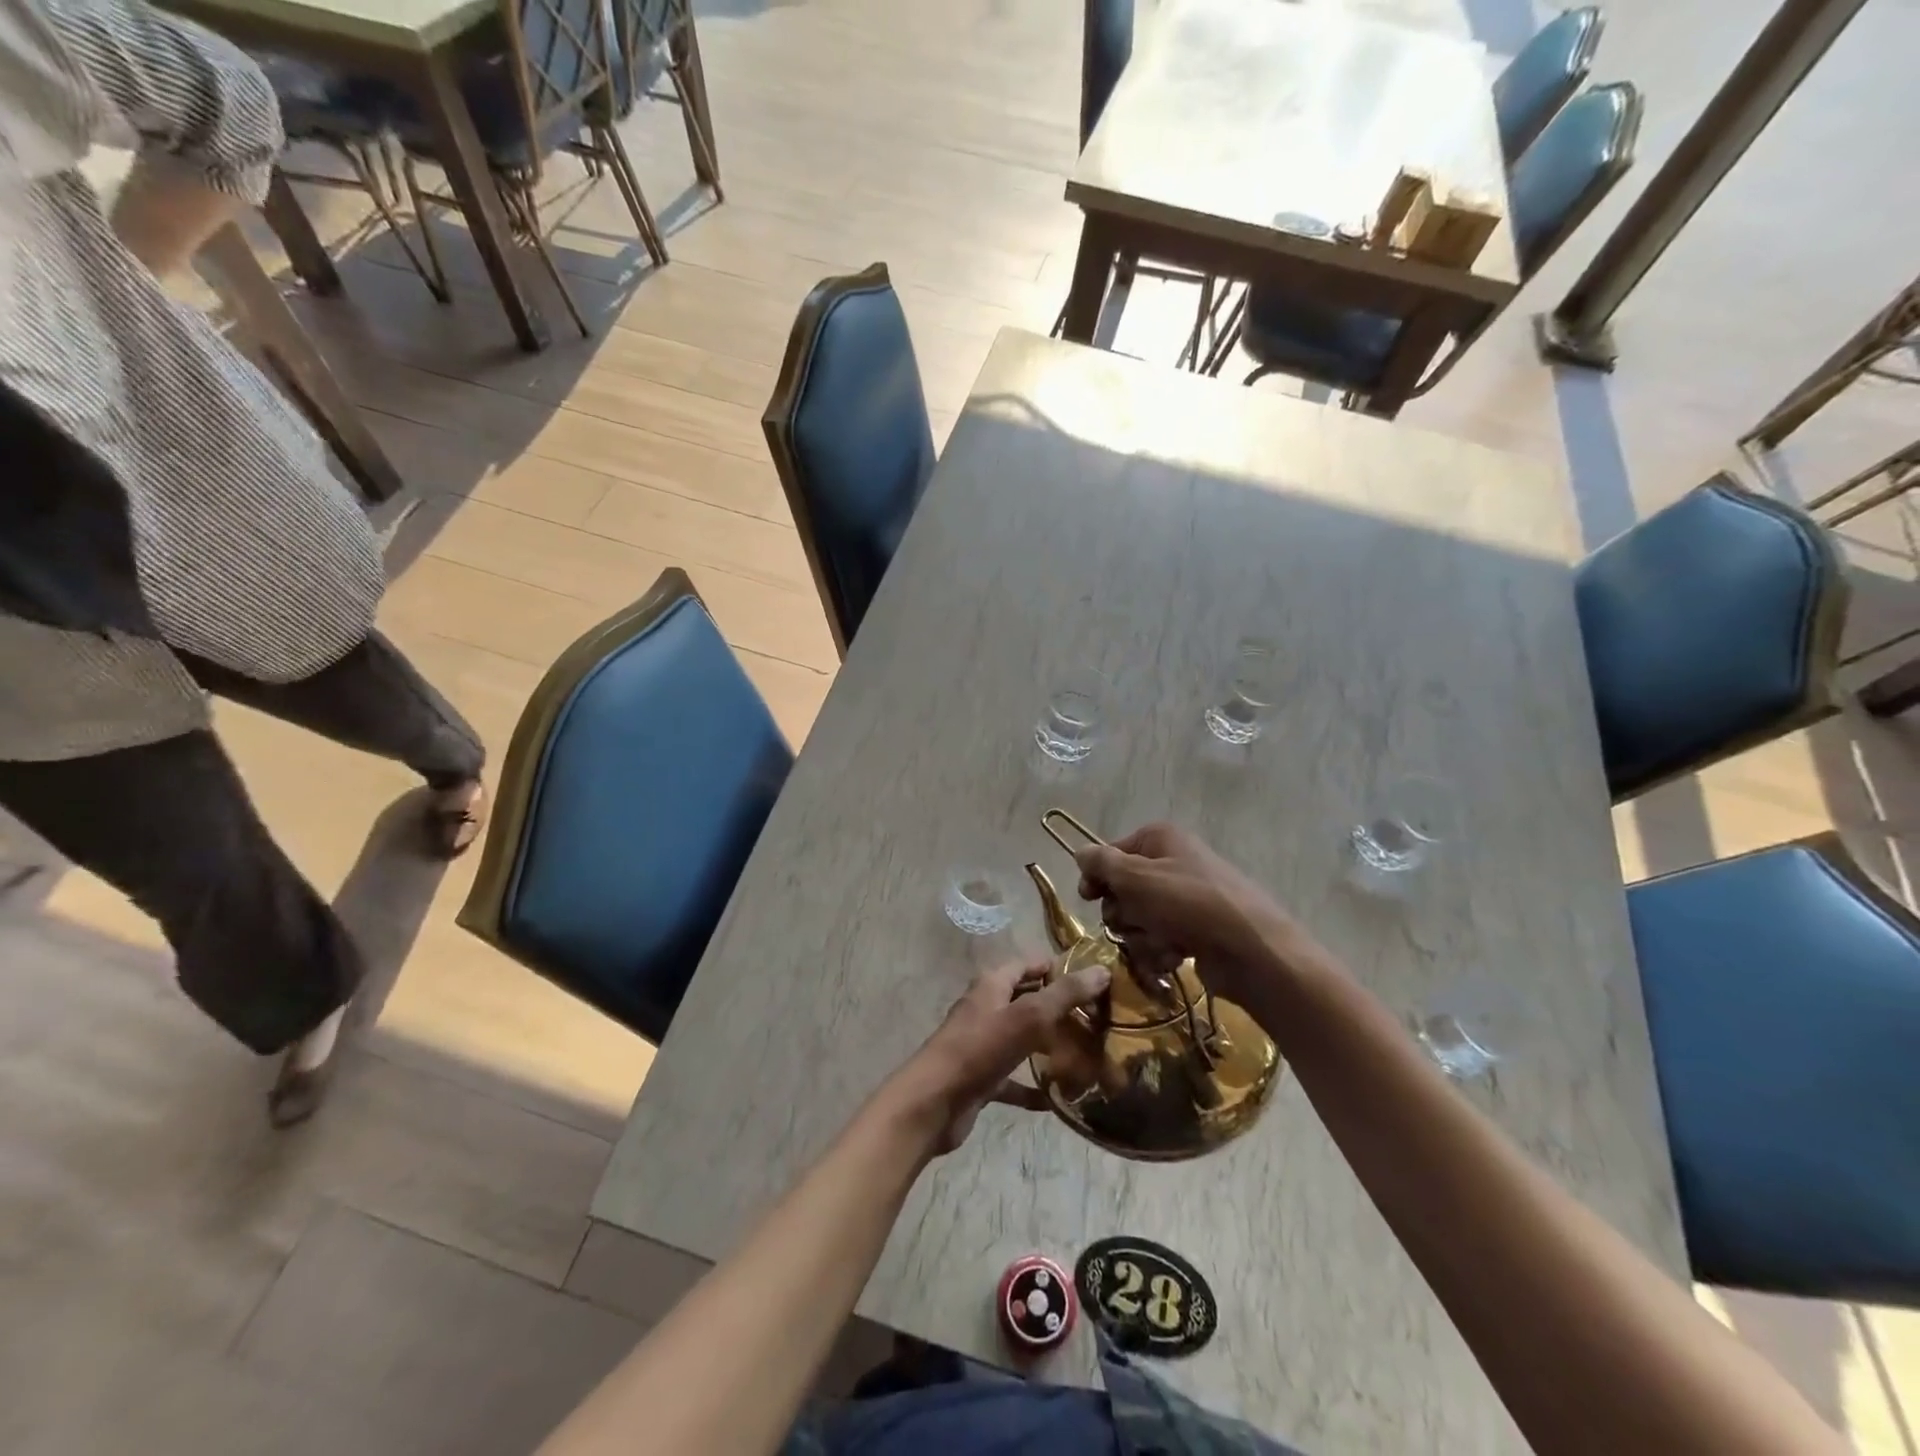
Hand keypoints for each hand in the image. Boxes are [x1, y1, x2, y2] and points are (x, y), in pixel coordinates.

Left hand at [883, 959, 1110, 1155]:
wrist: (934, 1102)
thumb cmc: (980, 1049)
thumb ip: (1064, 994)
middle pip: (1027, 999)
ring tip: (1086, 1053)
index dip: (1058, 967)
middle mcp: (986, 1008)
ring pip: (1022, 1038)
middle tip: (1097, 1018)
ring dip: (1048, 1045)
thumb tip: (1101, 970)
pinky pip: (1013, 1078)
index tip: (1093, 980)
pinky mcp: (981, 1077)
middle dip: (1058, 1006)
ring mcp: (982, 1044)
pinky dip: (1033, 1086)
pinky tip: (1058, 1098)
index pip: (1029, 964)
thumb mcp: (1028, 1016)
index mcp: (992, 984)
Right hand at [1074, 822, 1308, 1001]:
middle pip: (1121, 891)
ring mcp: (1183, 900)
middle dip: (1123, 913)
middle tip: (1137, 919)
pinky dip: (1160, 952)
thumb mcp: (1136, 877)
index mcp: (1159, 839)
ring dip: (1141, 937)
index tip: (1089, 897)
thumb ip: (1101, 863)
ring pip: (1136, 920)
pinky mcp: (1193, 932)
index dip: (1097, 876)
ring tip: (1162, 942)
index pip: (1110, 853)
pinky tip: (1174, 957)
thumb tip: (1079, 852)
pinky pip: (1157, 941)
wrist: (1250, 950)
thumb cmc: (1187, 903)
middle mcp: (1171, 863)